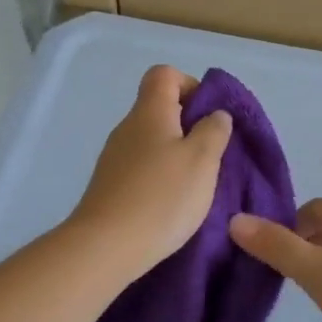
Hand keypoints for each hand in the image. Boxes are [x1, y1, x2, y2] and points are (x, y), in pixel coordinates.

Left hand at [68, 65, 233, 281]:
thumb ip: (213, 131)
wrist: (106, 246)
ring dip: (176, 154)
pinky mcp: (110, 185)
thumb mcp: (202, 160)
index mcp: (149, 112)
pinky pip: (141, 167)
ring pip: (151, 140)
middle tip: (211, 155)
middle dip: (189, 125)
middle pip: (159, 108)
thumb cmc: (162, 197)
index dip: (191, 85)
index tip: (209, 116)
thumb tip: (215, 114)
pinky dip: (160, 176)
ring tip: (196, 184)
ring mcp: (114, 157)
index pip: (164, 75)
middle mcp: (127, 127)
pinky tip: (172, 203)